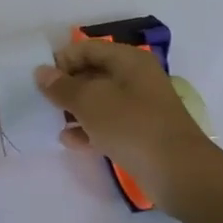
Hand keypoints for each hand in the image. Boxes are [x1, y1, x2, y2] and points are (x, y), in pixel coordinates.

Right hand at [35, 40, 222, 216]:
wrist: (181, 174)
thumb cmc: (133, 126)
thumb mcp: (90, 102)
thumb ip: (62, 87)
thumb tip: (41, 72)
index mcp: (129, 61)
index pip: (87, 49)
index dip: (62, 60)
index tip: (41, 81)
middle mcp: (136, 78)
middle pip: (93, 73)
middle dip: (67, 86)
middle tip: (43, 102)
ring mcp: (141, 107)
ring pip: (100, 100)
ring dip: (76, 109)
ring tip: (53, 121)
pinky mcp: (141, 133)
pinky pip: (109, 124)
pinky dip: (89, 129)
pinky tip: (70, 141)